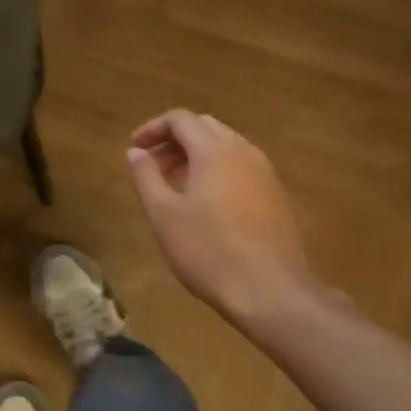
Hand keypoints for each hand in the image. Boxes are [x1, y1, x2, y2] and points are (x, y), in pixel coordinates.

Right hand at [126, 111, 320, 323]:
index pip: (180, 119)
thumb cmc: (208, 250)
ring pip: (226, 147)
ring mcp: (265, 174)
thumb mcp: (163, 214)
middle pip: (205, 127)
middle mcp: (244, 152)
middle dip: (174, 140)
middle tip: (152, 166)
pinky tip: (205, 205)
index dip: (153, 128)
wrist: (271, 292)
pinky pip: (241, 168)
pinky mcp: (276, 197)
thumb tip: (136, 151)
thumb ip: (146, 176)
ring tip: (174, 186)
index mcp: (214, 150)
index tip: (135, 149)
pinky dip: (217, 171)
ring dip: (196, 156)